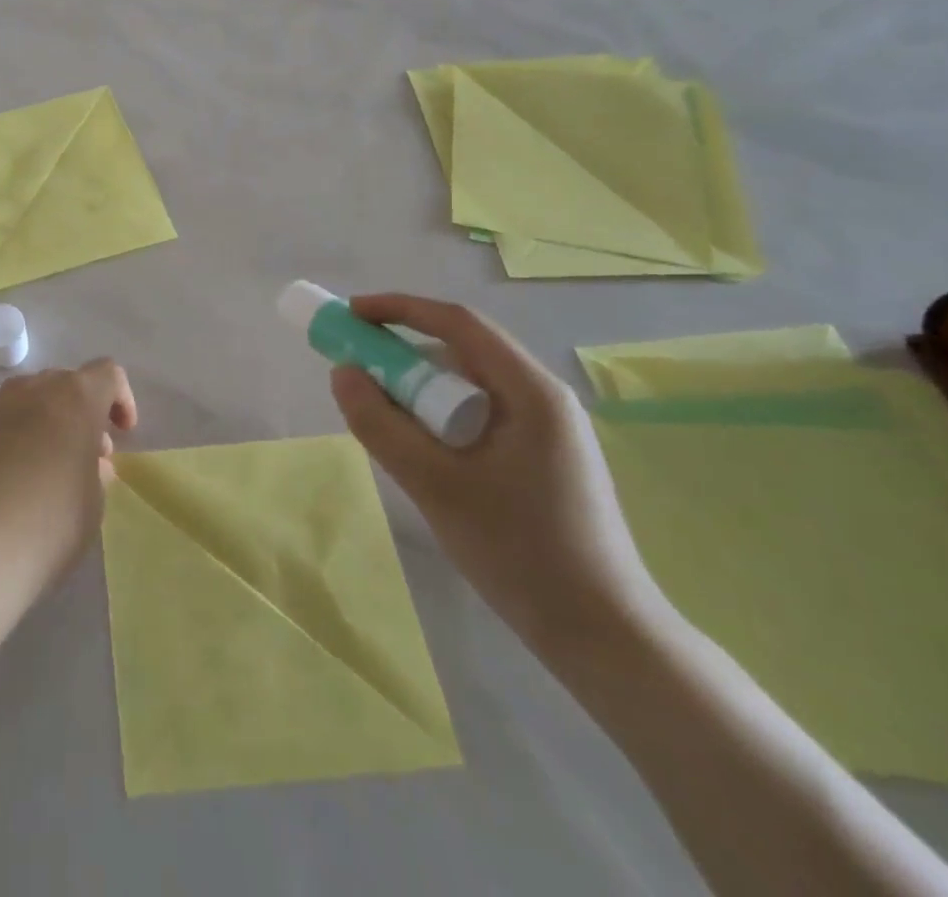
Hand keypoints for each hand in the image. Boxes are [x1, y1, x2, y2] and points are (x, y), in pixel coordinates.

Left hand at [0, 359, 138, 600]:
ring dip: (45, 421)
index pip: (107, 374)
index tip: (122, 433)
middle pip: (64, 383)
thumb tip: (85, 459)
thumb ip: (95, 471)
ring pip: (28, 399)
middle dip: (80, 411)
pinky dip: (11, 440)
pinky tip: (8, 481)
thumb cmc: (49, 523)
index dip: (120, 398)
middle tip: (86, 454)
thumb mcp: (93, 503)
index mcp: (74, 399)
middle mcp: (32, 391)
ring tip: (47, 465)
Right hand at [329, 294, 667, 659]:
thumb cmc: (520, 552)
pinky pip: (478, 415)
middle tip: (356, 373)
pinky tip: (421, 452)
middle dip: (403, 354)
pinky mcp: (541, 458)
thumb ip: (380, 425)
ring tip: (384, 421)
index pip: (457, 323)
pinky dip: (439, 418)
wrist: (605, 638)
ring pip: (468, 386)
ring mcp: (547, 430)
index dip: (398, 309)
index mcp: (531, 391)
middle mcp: (543, 398)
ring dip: (419, 391)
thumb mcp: (434, 485)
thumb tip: (342, 374)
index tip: (350, 316)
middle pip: (462, 352)